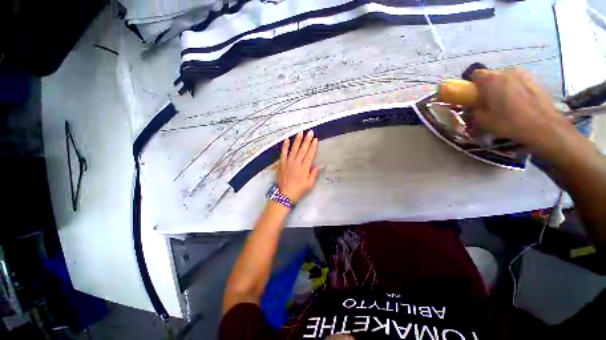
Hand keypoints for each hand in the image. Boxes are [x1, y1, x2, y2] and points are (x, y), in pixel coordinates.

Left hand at [276, 130, 319, 202]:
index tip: (315, 139)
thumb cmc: (299, 190)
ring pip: (294, 149)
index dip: (313, 146)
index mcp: (304, 168)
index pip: (310, 154)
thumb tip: (320, 165)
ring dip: (297, 140)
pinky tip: (287, 139)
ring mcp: (288, 162)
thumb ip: (314, 173)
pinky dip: (285, 146)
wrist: (284, 195)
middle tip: (310, 132)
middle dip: (307, 140)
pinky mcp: (281, 163)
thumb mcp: (309, 184)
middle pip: (303, 149)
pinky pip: (283, 153)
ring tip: (300, 132)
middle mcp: (297, 163)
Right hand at [471, 68, 566, 145]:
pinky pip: (519, 81)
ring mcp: (523, 74)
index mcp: (491, 80)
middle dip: (489, 86)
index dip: (473, 84)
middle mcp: (507, 72)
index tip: (474, 95)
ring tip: (507, 102)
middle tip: (490, 102)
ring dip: (503, 87)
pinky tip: (520, 102)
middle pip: (492, 76)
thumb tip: (473, 106)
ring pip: (507, 78)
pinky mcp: (535, 79)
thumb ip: (474, 110)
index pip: (476, 74)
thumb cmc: (510, 123)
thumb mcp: (483, 121)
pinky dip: (516, 89)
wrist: (544, 126)